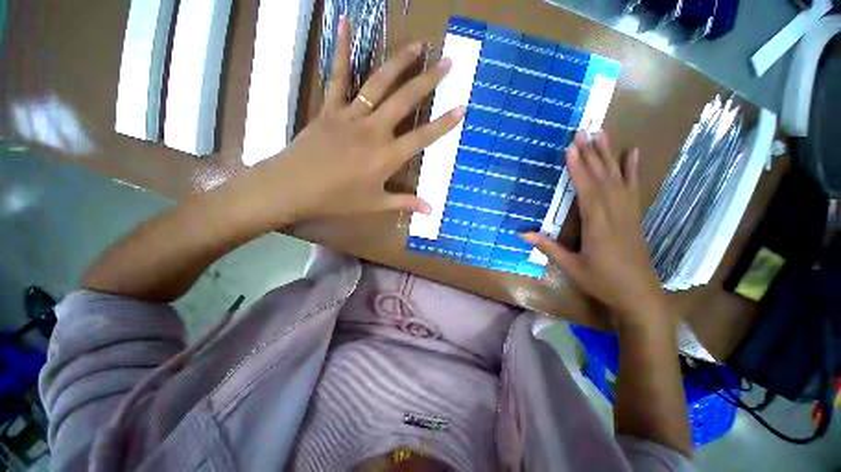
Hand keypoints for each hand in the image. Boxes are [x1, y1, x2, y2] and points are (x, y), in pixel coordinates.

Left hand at [243, 17, 464, 225]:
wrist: (294, 187)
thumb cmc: (338, 199)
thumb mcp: (375, 204)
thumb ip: (404, 203)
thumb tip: (430, 210)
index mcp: (387, 156)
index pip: (422, 137)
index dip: (443, 124)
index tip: (461, 107)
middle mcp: (374, 130)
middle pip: (405, 101)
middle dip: (429, 81)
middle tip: (447, 62)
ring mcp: (352, 116)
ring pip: (379, 83)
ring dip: (400, 62)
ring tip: (418, 46)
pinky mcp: (330, 109)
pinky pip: (338, 77)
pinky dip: (342, 50)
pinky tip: (346, 22)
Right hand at [522, 132, 668, 327]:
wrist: (640, 295)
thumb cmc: (602, 282)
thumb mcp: (571, 267)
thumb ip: (548, 247)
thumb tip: (521, 233)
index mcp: (598, 226)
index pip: (587, 190)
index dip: (578, 169)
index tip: (570, 148)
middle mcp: (615, 214)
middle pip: (603, 178)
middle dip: (591, 153)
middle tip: (583, 131)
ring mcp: (628, 213)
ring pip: (618, 179)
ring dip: (609, 155)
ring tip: (602, 133)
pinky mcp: (634, 216)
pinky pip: (633, 189)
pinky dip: (632, 169)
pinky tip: (632, 153)